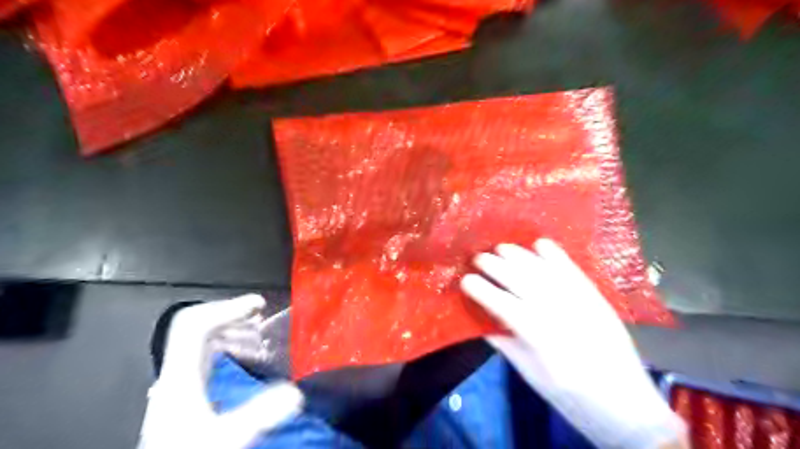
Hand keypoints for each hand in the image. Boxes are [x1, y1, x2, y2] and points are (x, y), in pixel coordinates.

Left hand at [137, 295, 303, 448]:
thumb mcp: (225, 438)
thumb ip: (258, 414)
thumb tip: (294, 393)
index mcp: (181, 377)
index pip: (197, 326)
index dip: (228, 309)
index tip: (257, 305)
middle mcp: (178, 374)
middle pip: (198, 326)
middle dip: (232, 314)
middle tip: (259, 312)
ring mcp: (179, 382)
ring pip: (201, 340)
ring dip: (231, 328)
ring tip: (256, 330)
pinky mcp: (186, 392)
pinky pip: (205, 354)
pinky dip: (227, 344)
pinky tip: (243, 355)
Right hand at [464, 240, 687, 446]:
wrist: (627, 405)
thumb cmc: (571, 397)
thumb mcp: (530, 375)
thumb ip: (504, 343)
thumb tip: (480, 318)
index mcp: (541, 339)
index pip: (504, 305)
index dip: (481, 290)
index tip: (465, 279)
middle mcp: (561, 313)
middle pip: (522, 280)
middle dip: (496, 265)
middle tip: (478, 258)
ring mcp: (582, 301)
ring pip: (544, 269)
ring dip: (520, 255)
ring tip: (501, 248)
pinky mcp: (597, 297)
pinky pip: (573, 268)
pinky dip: (555, 253)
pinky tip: (538, 243)